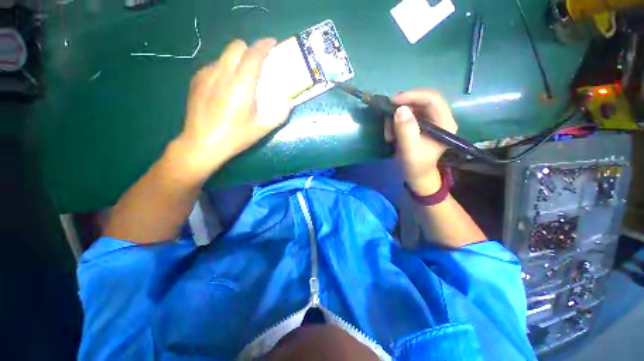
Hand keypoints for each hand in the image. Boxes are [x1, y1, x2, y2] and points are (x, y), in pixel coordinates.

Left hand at [173, 38, 292, 176]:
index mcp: (241, 84)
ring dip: (236, 60)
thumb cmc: (236, 136)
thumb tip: (288, 102)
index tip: (272, 43)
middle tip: (257, 65)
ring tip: (241, 78)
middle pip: (236, 46)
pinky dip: (224, 69)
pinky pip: (213, 65)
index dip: (265, 45)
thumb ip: (279, 113)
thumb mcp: (262, 128)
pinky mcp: (196, 80)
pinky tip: (224, 87)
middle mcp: (222, 73)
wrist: (202, 144)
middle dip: (250, 50)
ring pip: (224, 55)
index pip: (254, 54)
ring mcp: (206, 75)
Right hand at [384, 90, 456, 193]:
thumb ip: (406, 130)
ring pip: (410, 108)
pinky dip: (395, 122)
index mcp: (445, 123)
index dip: (412, 96)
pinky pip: (405, 115)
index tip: (393, 102)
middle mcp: (439, 118)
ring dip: (395, 118)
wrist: (415, 175)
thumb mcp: (409, 150)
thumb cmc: (415, 165)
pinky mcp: (419, 124)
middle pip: (420, 101)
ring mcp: (429, 120)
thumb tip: (400, 109)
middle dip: (401, 109)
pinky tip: (391, 134)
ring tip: (388, 134)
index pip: (432, 99)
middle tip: (387, 120)